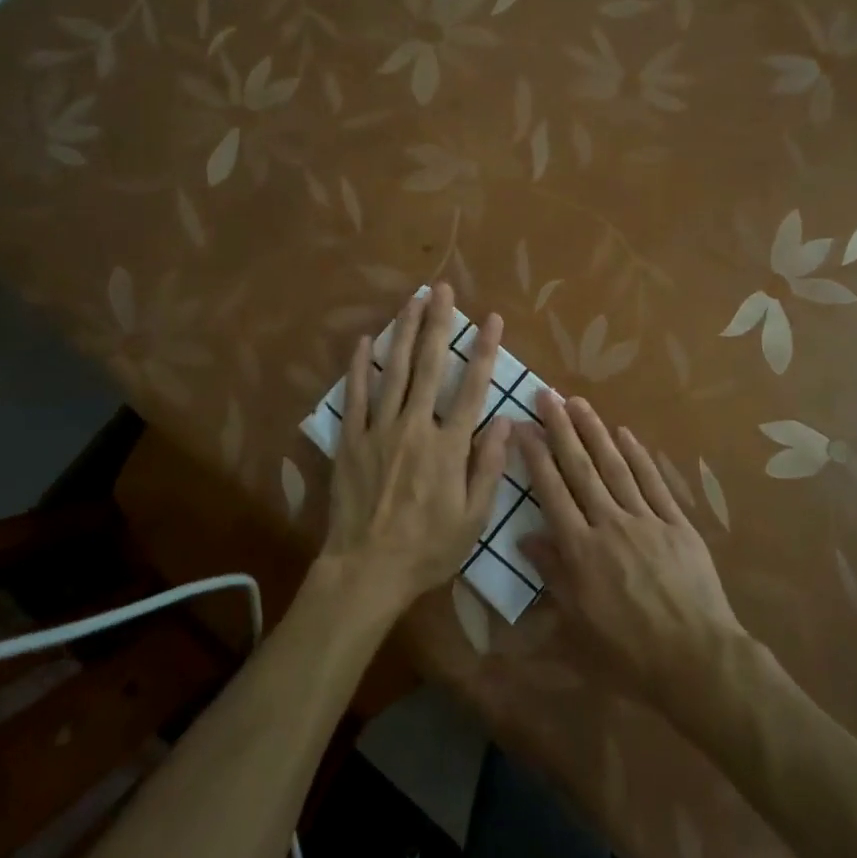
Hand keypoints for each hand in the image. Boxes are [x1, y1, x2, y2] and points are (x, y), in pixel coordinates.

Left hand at [320, 284, 509, 615]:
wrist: (367, 569)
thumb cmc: (428, 548)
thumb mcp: (473, 518)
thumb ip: (489, 467)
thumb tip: (505, 421)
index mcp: (449, 447)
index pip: (471, 388)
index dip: (483, 350)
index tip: (491, 319)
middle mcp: (415, 427)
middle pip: (428, 366)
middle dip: (438, 324)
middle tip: (442, 289)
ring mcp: (379, 430)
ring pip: (393, 371)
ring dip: (404, 332)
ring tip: (412, 299)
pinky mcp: (351, 440)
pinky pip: (356, 395)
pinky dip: (360, 366)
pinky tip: (366, 339)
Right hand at [518, 392, 744, 710]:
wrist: (696, 660)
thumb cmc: (629, 652)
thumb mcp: (578, 625)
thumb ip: (552, 576)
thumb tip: (526, 539)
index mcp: (581, 550)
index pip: (552, 491)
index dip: (535, 456)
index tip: (523, 425)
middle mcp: (609, 524)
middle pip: (581, 468)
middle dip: (561, 429)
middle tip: (548, 395)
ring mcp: (646, 519)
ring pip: (614, 466)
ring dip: (595, 431)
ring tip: (578, 402)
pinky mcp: (676, 523)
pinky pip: (653, 482)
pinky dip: (638, 455)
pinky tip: (624, 433)